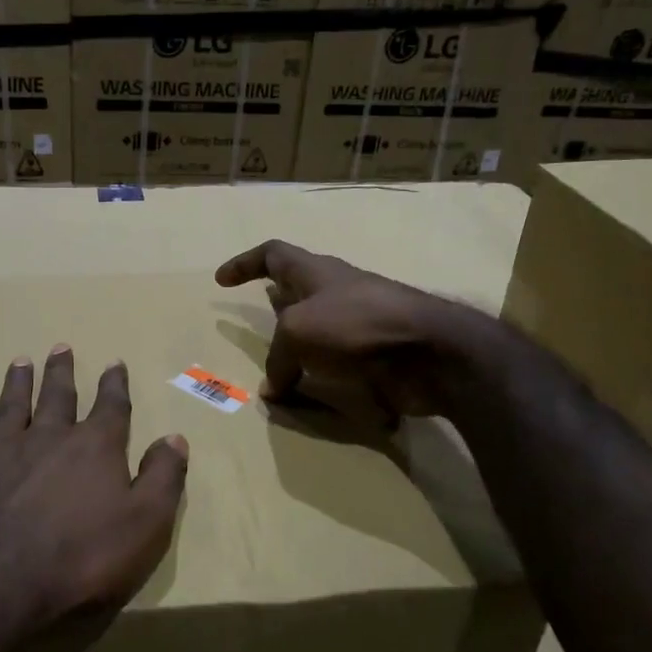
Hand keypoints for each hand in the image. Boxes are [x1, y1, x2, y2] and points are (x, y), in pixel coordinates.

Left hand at [0, 346, 188, 651]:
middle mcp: (48, 438)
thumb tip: (174, 437)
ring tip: (21, 361)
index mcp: (94, 449)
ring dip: (18, 382)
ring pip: (12, 405)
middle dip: (62, 372)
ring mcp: (0, 451)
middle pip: (57, 396)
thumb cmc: (80, 562)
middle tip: (61, 347)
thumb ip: (163, 478)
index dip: (114, 385)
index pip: (110, 408)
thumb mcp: (145, 527)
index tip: (114, 364)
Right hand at [215, 241, 480, 419]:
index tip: (222, 280)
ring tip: (282, 365)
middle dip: (279, 301)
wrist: (430, 351)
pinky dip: (325, 378)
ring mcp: (362, 322)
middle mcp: (338, 292)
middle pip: (301, 288)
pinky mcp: (379, 354)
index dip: (244, 263)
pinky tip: (314, 397)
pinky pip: (342, 364)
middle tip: (260, 320)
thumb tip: (274, 388)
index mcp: (315, 272)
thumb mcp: (298, 333)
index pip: (273, 254)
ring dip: (301, 344)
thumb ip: (278, 358)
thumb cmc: (355, 324)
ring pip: (322, 328)